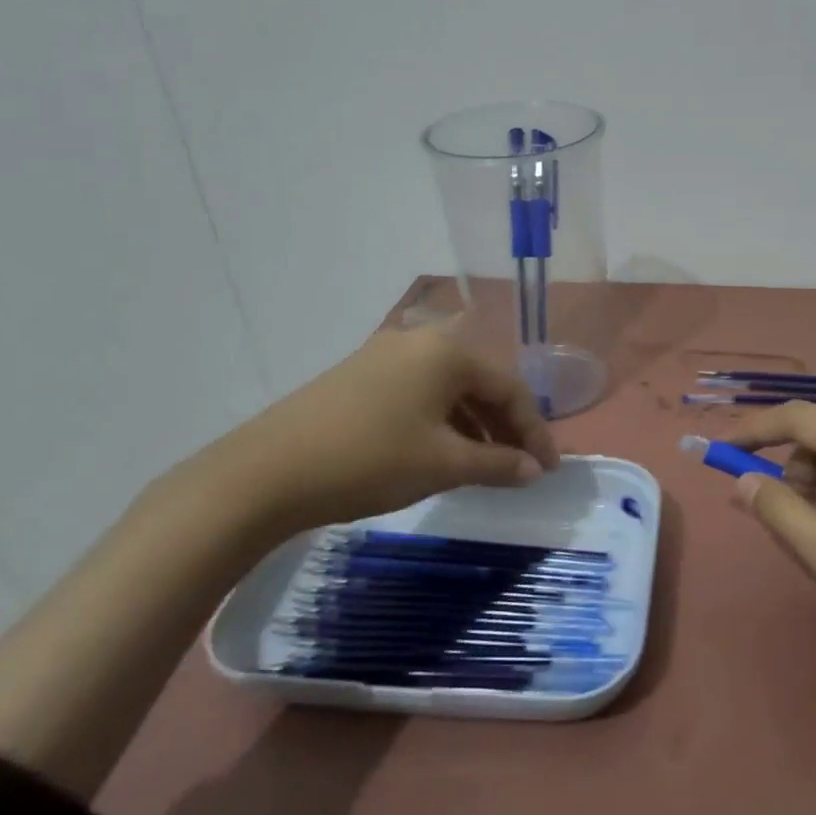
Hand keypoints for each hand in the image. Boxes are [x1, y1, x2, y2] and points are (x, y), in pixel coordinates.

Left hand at [188, 321, 561, 540]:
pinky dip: (442, 422)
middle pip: (481, 383)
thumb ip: (498, 464)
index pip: (511, 389)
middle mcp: (420, 342)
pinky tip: (442, 453)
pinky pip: (420, 394)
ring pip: (449, 390)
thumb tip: (533, 471)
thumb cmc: (370, 460)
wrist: (267, 472)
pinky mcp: (360, 376)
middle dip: (507, 427)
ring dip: (475, 426)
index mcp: (448, 352)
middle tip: (521, 468)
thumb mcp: (443, 464)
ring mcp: (385, 356)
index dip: (536, 432)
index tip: (548, 471)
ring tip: (487, 466)